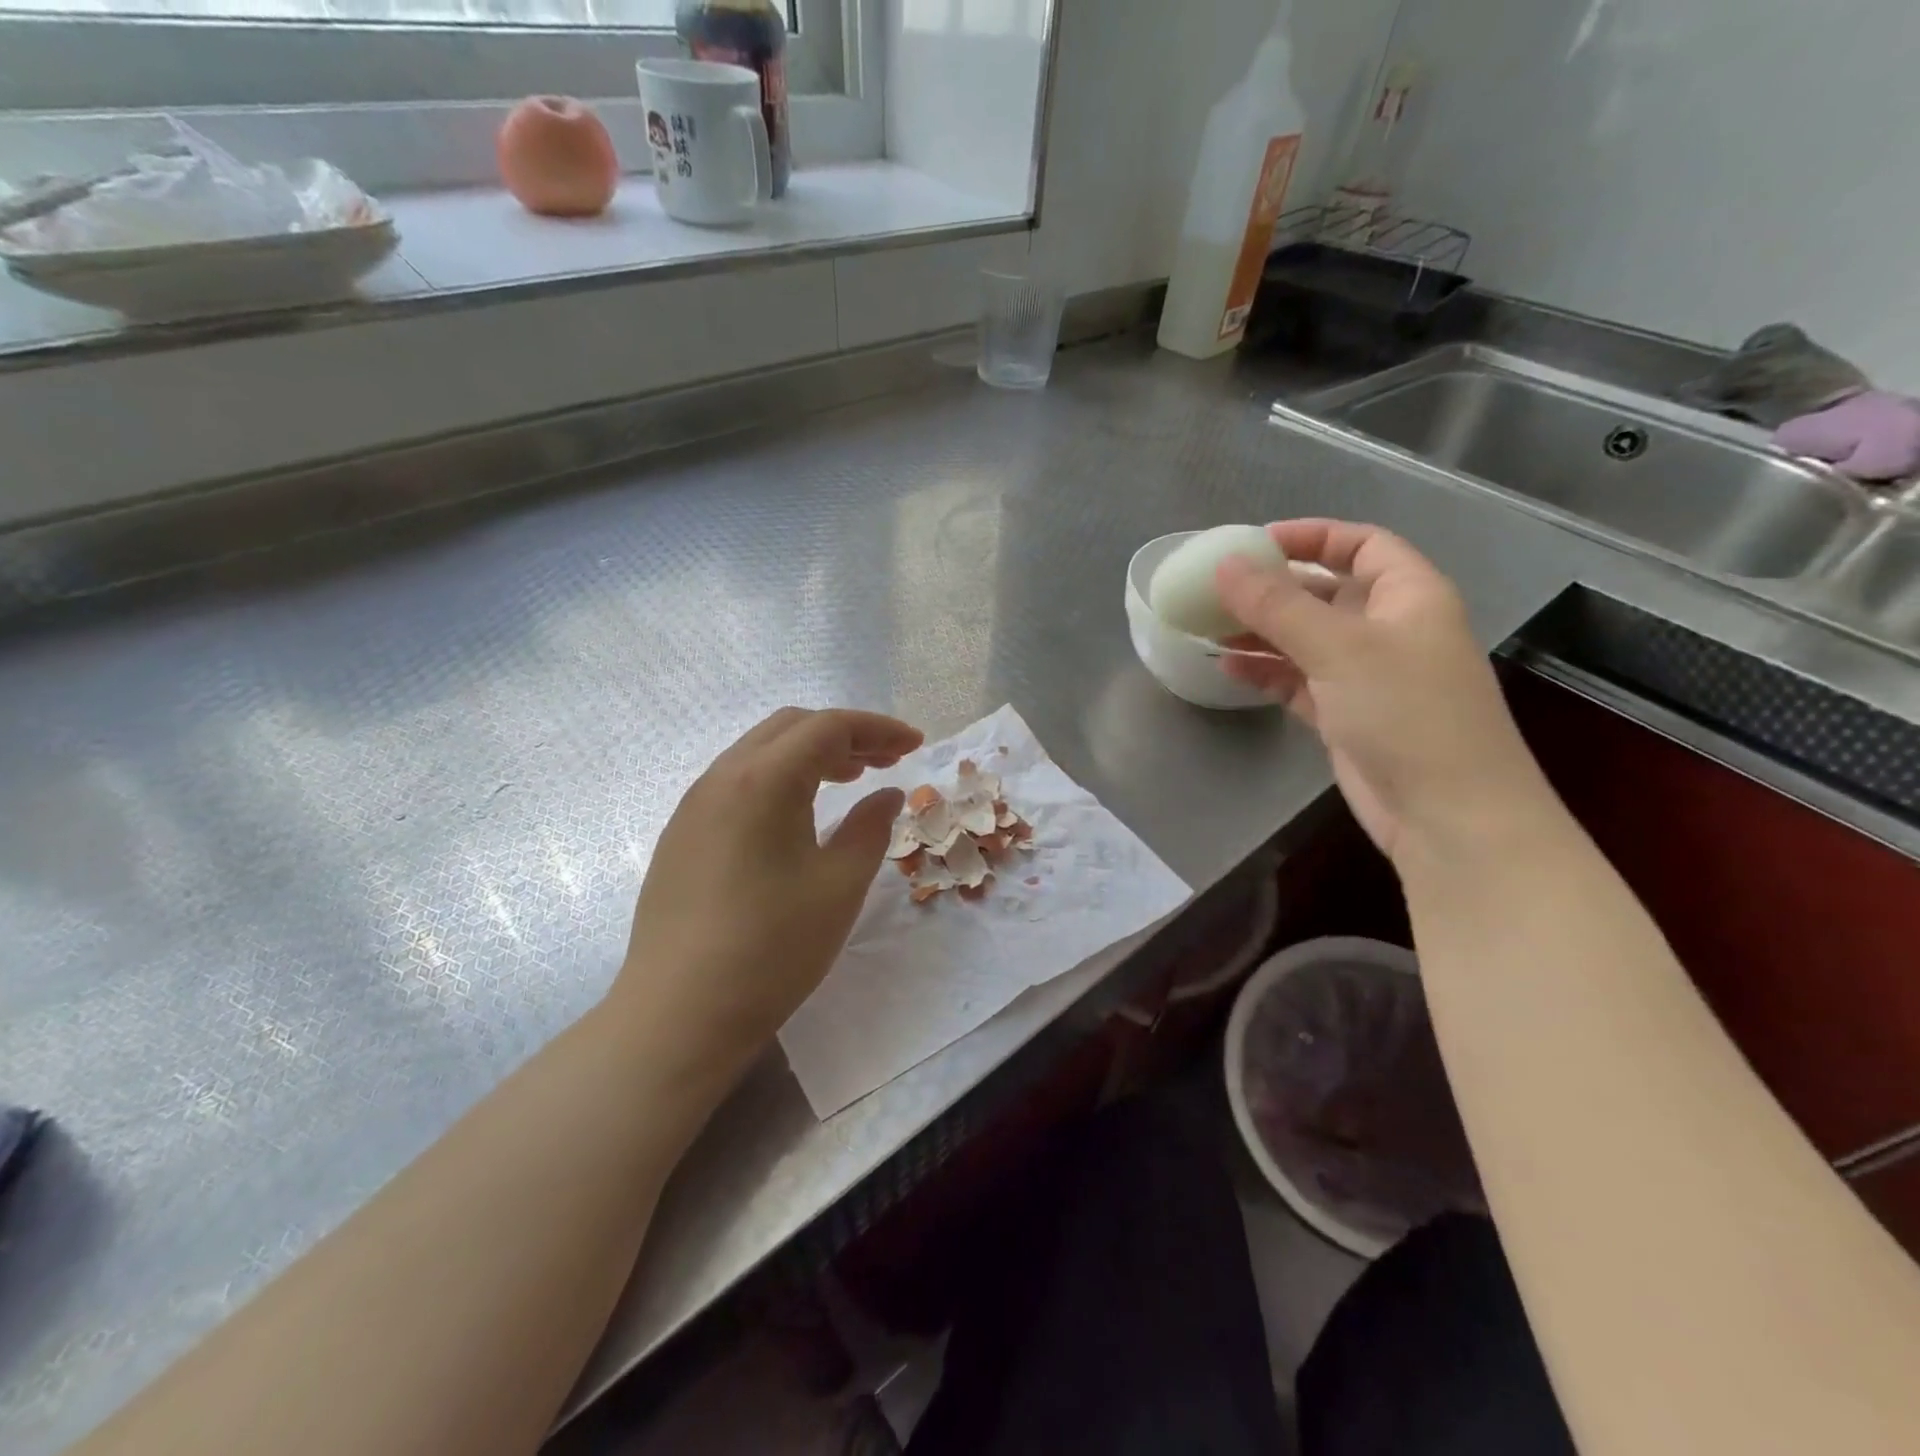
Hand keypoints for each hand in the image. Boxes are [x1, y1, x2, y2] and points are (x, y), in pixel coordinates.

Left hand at [613, 708, 922, 1083]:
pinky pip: (738, 782)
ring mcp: (694, 806)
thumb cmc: (772, 948)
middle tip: (886, 761)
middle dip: (845, 735)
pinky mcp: (682, 835)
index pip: (829, 727)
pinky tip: (798, 814)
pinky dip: (780, 779)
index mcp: (763, 780)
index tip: (915, 745)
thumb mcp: (839, 886)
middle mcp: (722, 778)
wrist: (679, 1014)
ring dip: (810, 755)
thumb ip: (870, 828)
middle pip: (791, 728)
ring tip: (851, 780)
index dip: (878, 729)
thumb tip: (888, 794)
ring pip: (760, 752)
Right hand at [1215, 520, 1552, 864]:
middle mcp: (1389, 629)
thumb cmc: (1406, 713)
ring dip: (1261, 632)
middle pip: (1325, 592)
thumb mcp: (1339, 648)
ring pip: (1305, 639)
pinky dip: (1265, 672)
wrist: (1447, 813)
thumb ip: (1277, 605)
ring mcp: (1366, 675)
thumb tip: (1224, 565)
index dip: (1311, 537)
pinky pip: (1297, 680)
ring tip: (1208, 628)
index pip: (1361, 544)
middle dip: (1273, 589)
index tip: (1255, 543)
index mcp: (1409, 595)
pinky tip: (1227, 668)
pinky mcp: (1344, 715)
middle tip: (1217, 589)